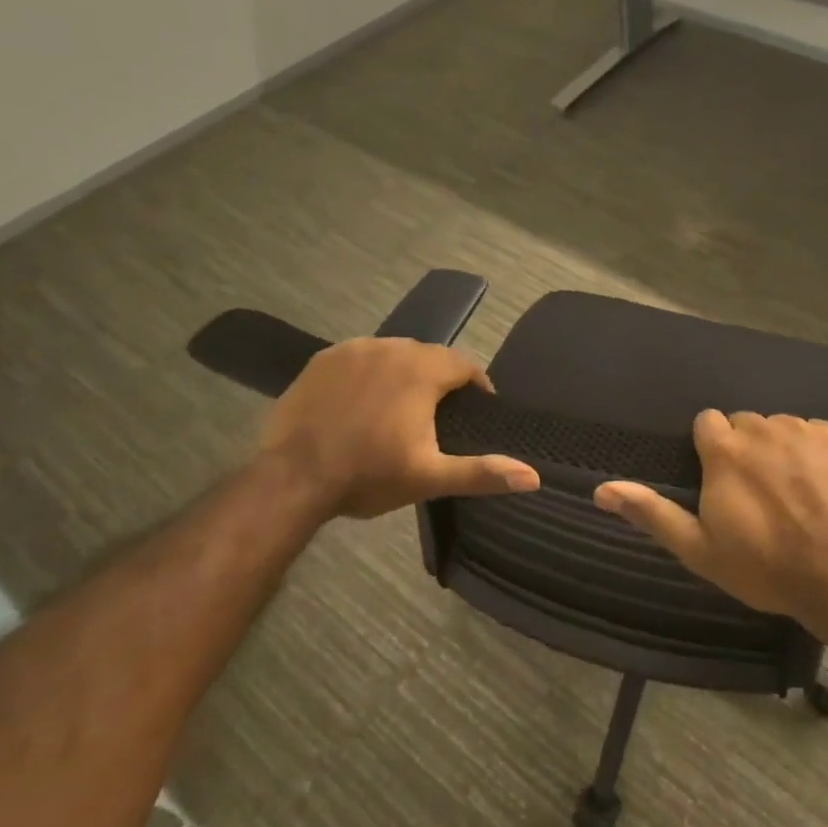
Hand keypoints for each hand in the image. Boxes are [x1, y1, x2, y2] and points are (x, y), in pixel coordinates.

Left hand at [260, 338, 539, 518]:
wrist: (293, 478)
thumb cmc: (368, 475)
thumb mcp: (430, 477)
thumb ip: (483, 472)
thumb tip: (534, 476)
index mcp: (422, 371)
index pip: (463, 365)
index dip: (476, 385)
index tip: (477, 408)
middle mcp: (391, 348)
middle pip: (429, 355)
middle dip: (440, 378)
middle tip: (438, 413)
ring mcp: (353, 350)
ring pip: (393, 353)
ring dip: (404, 372)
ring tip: (401, 405)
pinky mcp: (322, 359)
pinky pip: (359, 357)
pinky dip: (369, 372)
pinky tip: (362, 399)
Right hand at [592, 410, 827, 638]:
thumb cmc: (766, 567)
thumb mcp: (700, 549)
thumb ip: (652, 513)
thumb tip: (602, 488)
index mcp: (725, 451)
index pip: (707, 422)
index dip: (711, 448)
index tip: (719, 477)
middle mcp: (763, 429)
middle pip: (745, 424)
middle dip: (745, 449)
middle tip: (756, 491)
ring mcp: (805, 431)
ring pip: (781, 427)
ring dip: (779, 449)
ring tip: (791, 490)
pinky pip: (816, 433)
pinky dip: (814, 452)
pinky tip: (822, 485)